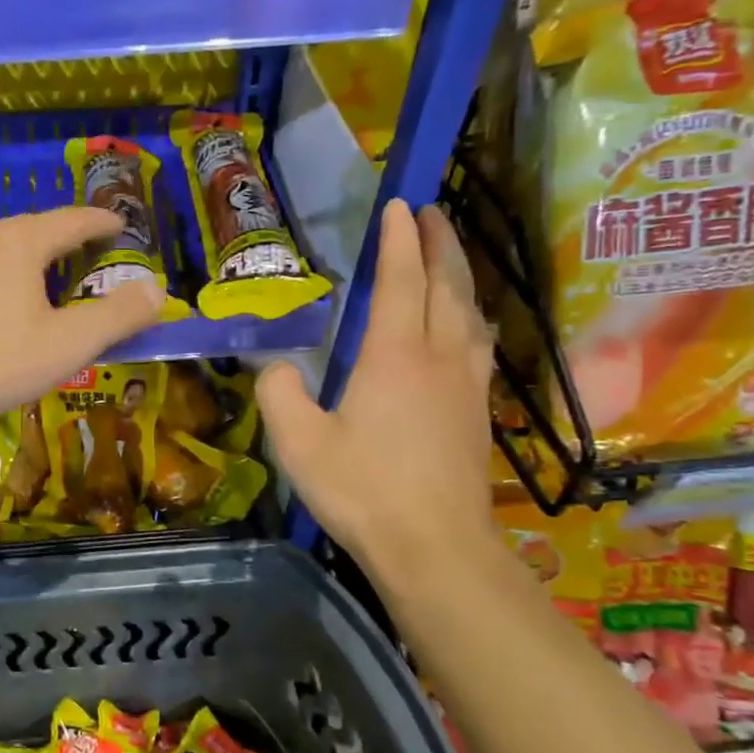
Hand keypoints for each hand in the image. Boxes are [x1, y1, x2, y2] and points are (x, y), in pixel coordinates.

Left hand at [0, 207, 164, 426]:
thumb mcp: (69, 343)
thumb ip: (118, 315)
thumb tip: (157, 290)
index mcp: (19, 241)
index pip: (73, 220)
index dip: (103, 223)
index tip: (123, 226)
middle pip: (36, 230)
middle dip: (68, 241)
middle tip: (93, 259)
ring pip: (4, 249)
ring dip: (34, 260)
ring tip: (52, 283)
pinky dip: (4, 277)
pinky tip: (5, 306)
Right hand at [260, 200, 495, 568]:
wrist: (435, 548)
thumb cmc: (363, 492)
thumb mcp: (299, 444)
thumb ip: (279, 394)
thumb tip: (276, 366)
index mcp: (394, 356)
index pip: (400, 281)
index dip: (398, 241)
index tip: (399, 205)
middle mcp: (437, 358)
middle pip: (446, 285)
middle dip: (439, 243)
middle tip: (431, 212)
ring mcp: (464, 384)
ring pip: (468, 312)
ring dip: (459, 274)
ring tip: (448, 254)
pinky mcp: (477, 411)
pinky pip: (477, 343)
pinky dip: (469, 315)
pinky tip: (465, 323)